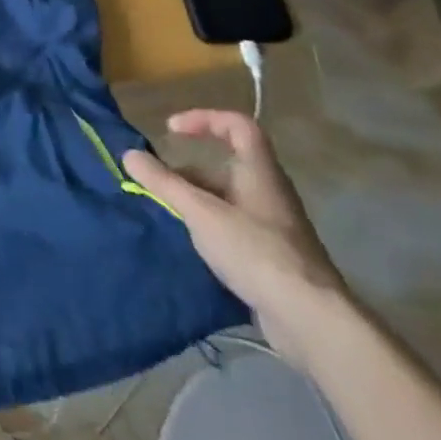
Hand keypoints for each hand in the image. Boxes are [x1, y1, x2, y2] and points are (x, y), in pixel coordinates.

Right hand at [123, 111, 347, 365]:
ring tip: (168, 216)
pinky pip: (234, 227)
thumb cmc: (255, 251)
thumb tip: (129, 155)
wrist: (311, 320)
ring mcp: (274, 227)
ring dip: (196, 201)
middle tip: (158, 185)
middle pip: (226, 166)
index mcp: (259, 173)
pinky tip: (192, 244)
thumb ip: (163, 183)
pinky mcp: (273, 257)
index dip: (204, 119)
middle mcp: (269, 193)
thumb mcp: (200, 212)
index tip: (172, 131)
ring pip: (227, 199)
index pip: (238, 126)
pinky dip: (209, 226)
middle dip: (187, 171)